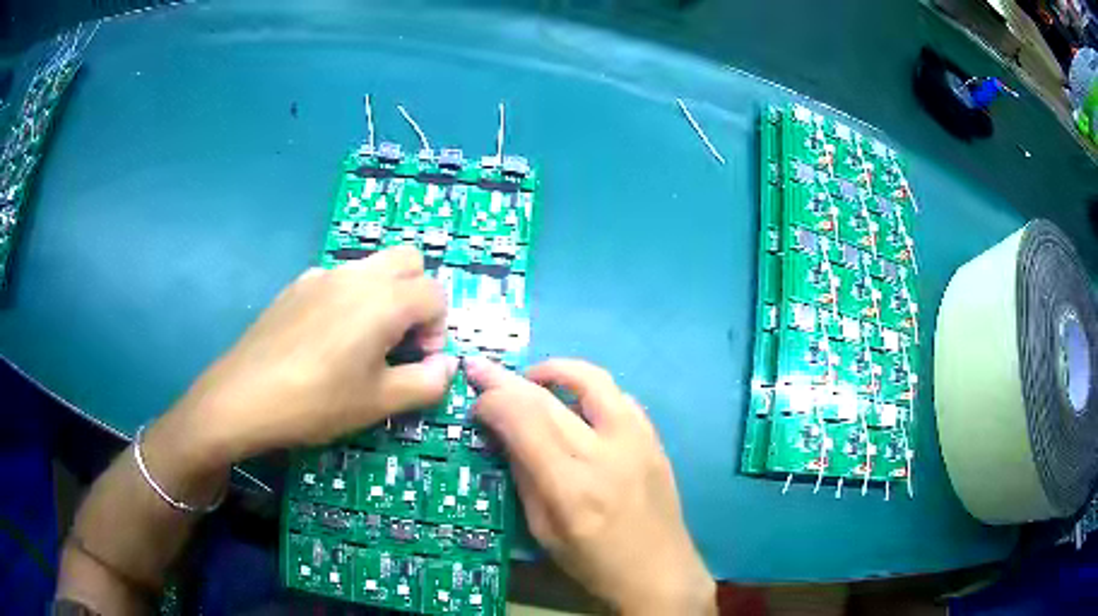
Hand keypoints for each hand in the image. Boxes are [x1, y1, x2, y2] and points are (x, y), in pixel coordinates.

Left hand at [154, 246, 456, 473]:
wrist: (243, 396)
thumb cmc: (316, 402)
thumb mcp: (379, 403)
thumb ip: (426, 382)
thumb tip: (447, 365)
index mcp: (383, 299)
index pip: (435, 294)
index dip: (438, 329)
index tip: (419, 362)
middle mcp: (356, 275)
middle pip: (409, 261)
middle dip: (418, 296)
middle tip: (400, 340)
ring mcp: (322, 275)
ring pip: (372, 267)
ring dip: (385, 295)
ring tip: (363, 343)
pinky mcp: (297, 286)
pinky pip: (339, 279)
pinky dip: (351, 298)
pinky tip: (326, 340)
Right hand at [466, 357, 714, 615]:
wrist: (660, 572)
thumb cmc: (595, 563)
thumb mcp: (544, 531)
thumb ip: (524, 477)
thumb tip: (503, 434)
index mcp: (571, 486)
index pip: (524, 420)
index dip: (493, 402)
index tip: (477, 404)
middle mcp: (605, 453)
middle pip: (548, 397)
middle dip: (507, 379)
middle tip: (482, 369)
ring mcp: (637, 441)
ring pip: (593, 379)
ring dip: (555, 371)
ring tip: (532, 378)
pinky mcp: (655, 439)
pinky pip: (620, 397)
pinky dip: (591, 390)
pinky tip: (577, 404)